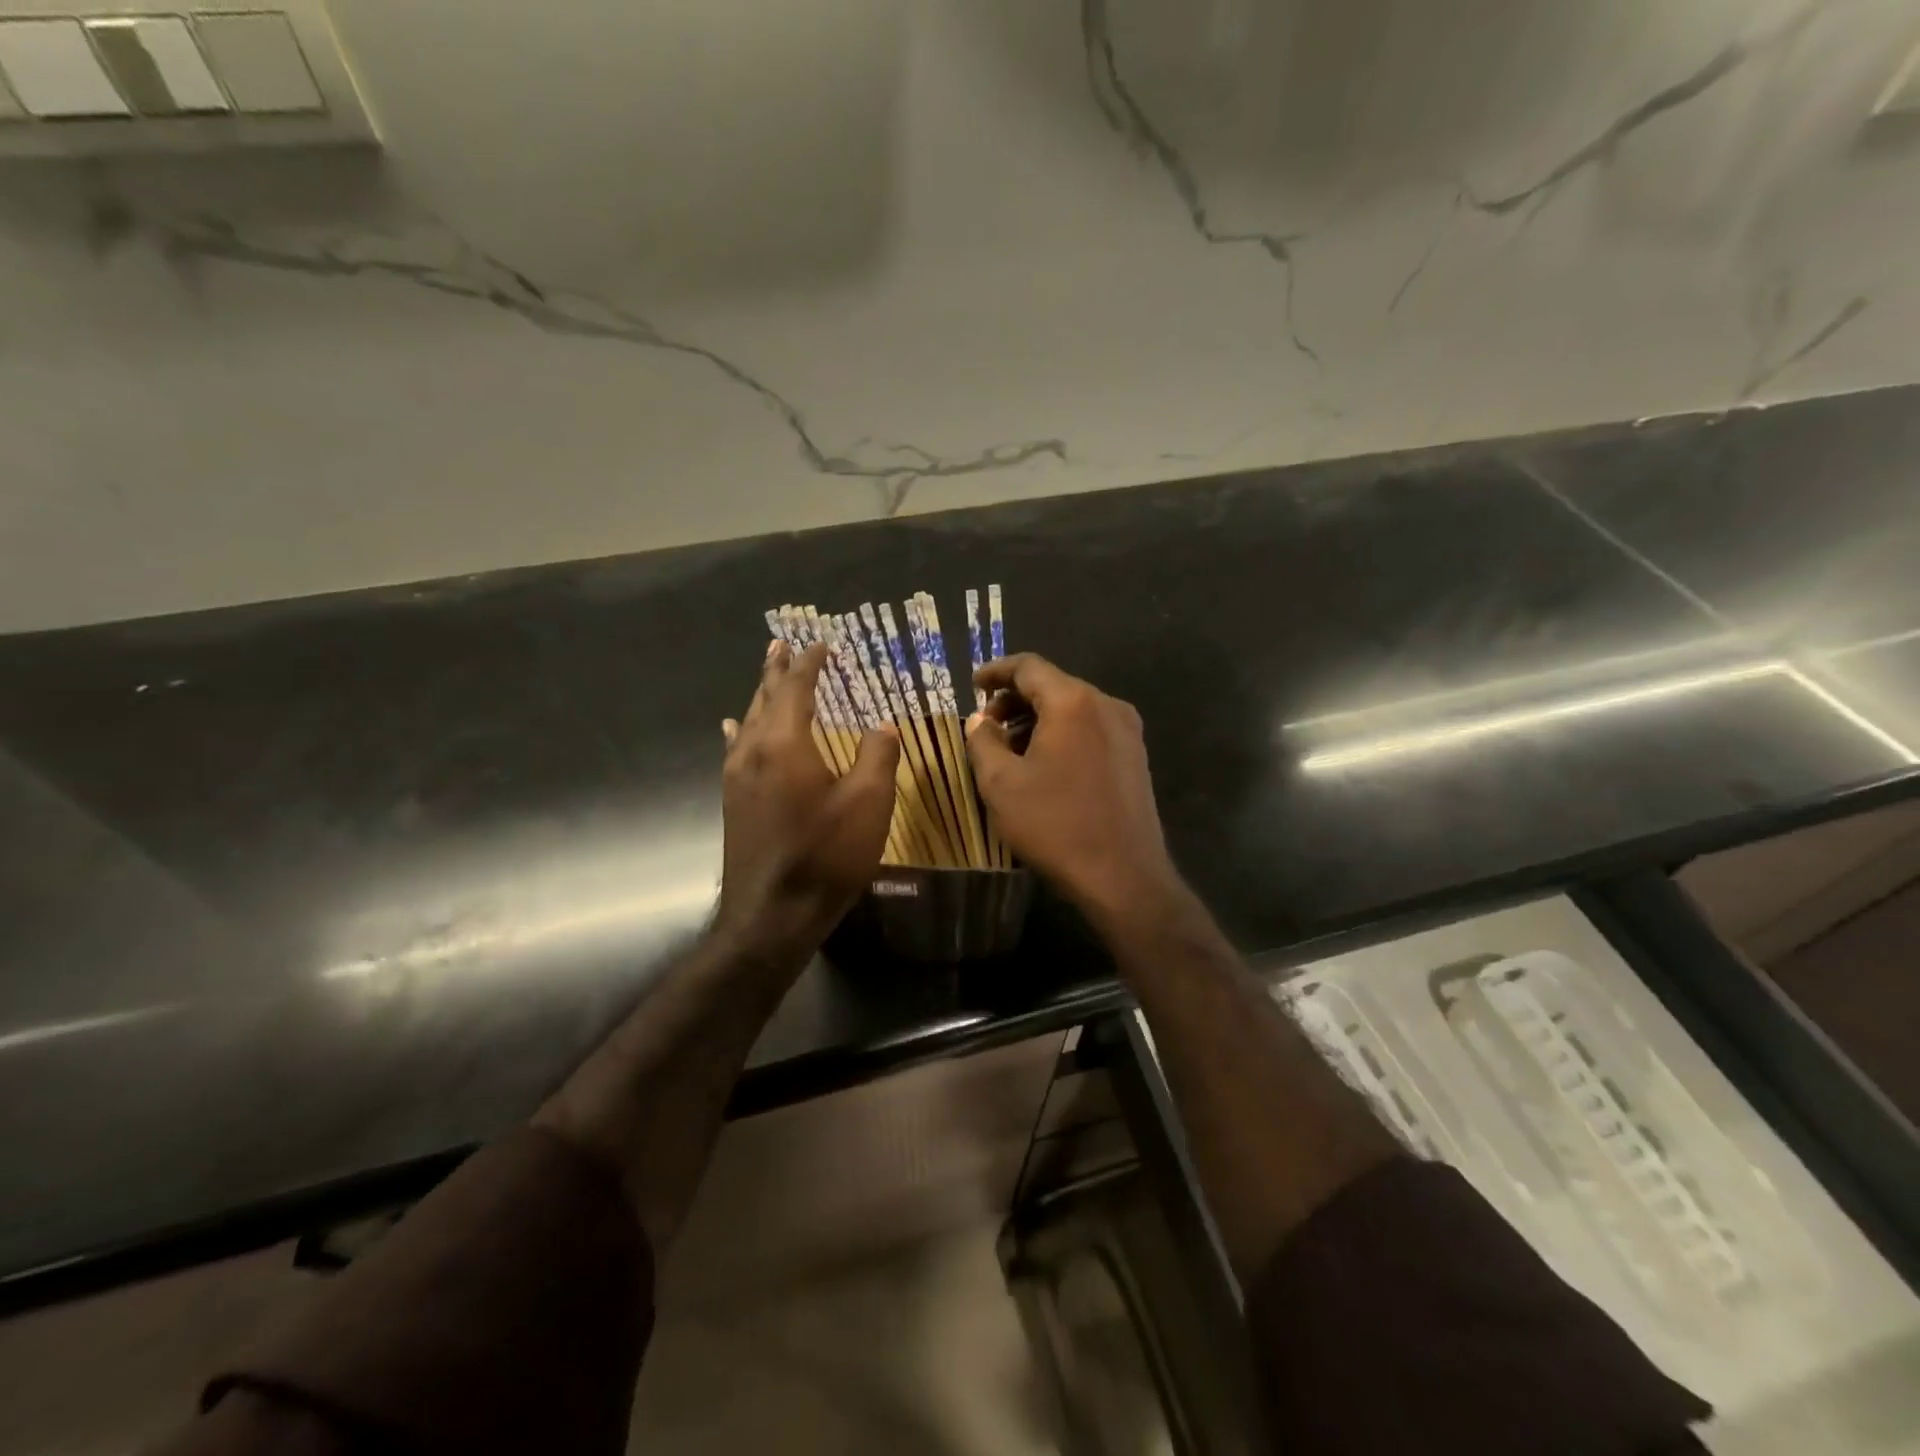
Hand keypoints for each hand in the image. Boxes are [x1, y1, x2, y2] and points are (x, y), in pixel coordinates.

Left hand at [715, 639, 899, 958]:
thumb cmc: (825, 855)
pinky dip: (740, 729)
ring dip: (760, 695)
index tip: (821, 645)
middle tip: (781, 645)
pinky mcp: (733, 801)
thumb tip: (884, 724)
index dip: (810, 664)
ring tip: (766, 674)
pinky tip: (732, 728)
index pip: (796, 688)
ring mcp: (737, 777)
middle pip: (764, 698)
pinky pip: (735, 749)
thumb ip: (878, 755)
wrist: (772, 916)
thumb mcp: (869, 803)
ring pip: (748, 722)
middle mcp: (754, 751)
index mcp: (785, 743)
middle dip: (776, 670)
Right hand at [966, 653, 1177, 918]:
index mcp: (1073, 702)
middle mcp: (1106, 705)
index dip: (995, 671)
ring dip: (1038, 719)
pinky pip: (1091, 729)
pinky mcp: (1135, 756)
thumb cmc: (1055, 825)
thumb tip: (979, 720)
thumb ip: (983, 742)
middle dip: (1015, 700)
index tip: (972, 684)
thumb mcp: (1001, 784)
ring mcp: (1127, 731)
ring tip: (1010, 749)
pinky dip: (1062, 734)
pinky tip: (1044, 765)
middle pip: (1053, 685)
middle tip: (987, 726)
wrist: (1123, 876)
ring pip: (1073, 708)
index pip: (1028, 666)